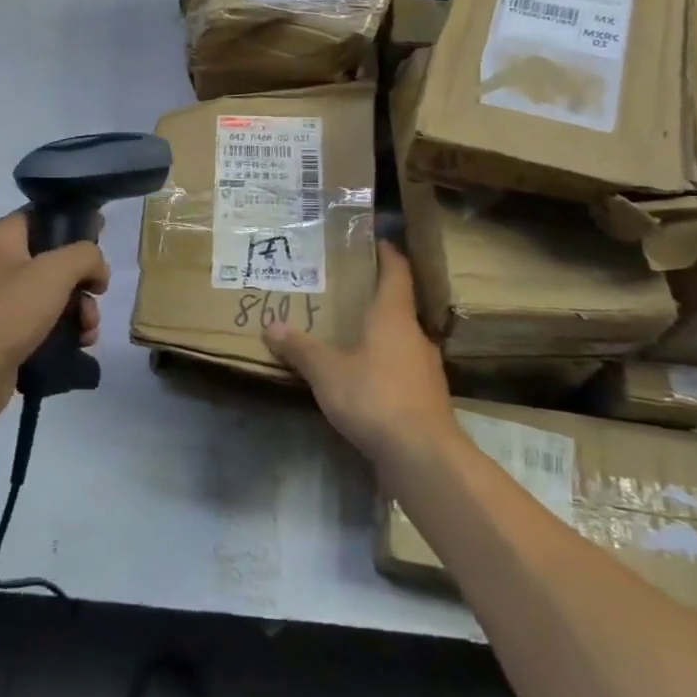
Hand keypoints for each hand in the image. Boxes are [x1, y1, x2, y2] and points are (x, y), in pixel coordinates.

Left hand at [0, 211, 108, 431]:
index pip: (42, 216)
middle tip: (97, 294)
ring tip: (88, 331)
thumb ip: (85, 255)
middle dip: (83, 279)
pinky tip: (79, 345)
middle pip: (55, 259)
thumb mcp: (54, 272)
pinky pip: (46, 322)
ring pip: (55, 294)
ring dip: (81, 310)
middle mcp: (0, 264)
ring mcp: (2, 301)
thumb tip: (97, 268)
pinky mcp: (8, 333)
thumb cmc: (7, 311)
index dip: (74, 224)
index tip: (101, 239)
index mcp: (2, 238)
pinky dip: (66, 331)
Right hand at [261, 242, 456, 471]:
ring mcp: (425, 368)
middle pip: (399, 305)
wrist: (423, 455)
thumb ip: (300, 348)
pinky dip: (384, 364)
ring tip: (350, 333)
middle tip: (346, 290)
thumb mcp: (326, 371)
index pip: (397, 272)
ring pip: (401, 339)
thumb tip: (270, 325)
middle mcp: (415, 335)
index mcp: (394, 316)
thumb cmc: (374, 397)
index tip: (376, 240)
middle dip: (375, 296)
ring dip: (380, 333)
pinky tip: (364, 376)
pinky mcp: (426, 398)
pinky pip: (402, 368)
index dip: (387, 254)